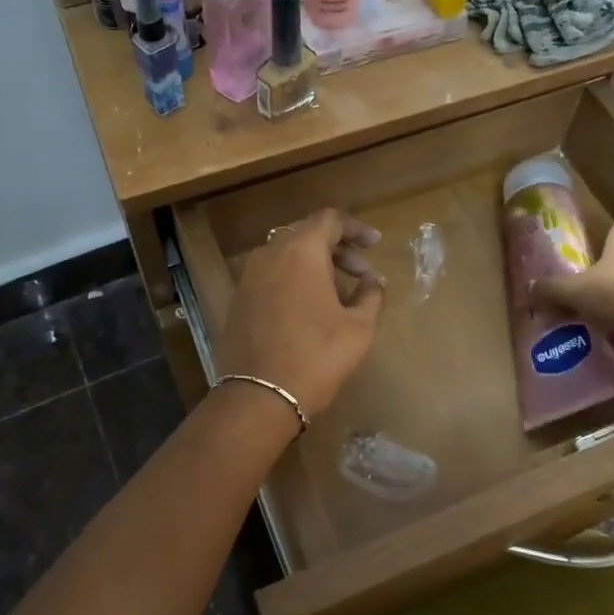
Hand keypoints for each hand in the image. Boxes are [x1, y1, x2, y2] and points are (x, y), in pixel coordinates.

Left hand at [213, 209, 383, 418]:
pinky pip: (272, 275)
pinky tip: (311, 307)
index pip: (330, 219)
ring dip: (316, 265)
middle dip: (338, 249)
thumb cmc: (317, 355)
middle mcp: (270, 253)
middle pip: (307, 234)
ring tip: (340, 293)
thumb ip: (371, 295)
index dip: (356, 229)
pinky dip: (294, 279)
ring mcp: (250, 275)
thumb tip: (373, 282)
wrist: (259, 395)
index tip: (375, 245)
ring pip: (288, 255)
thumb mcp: (359, 328)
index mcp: (301, 250)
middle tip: (363, 274)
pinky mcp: (239, 298)